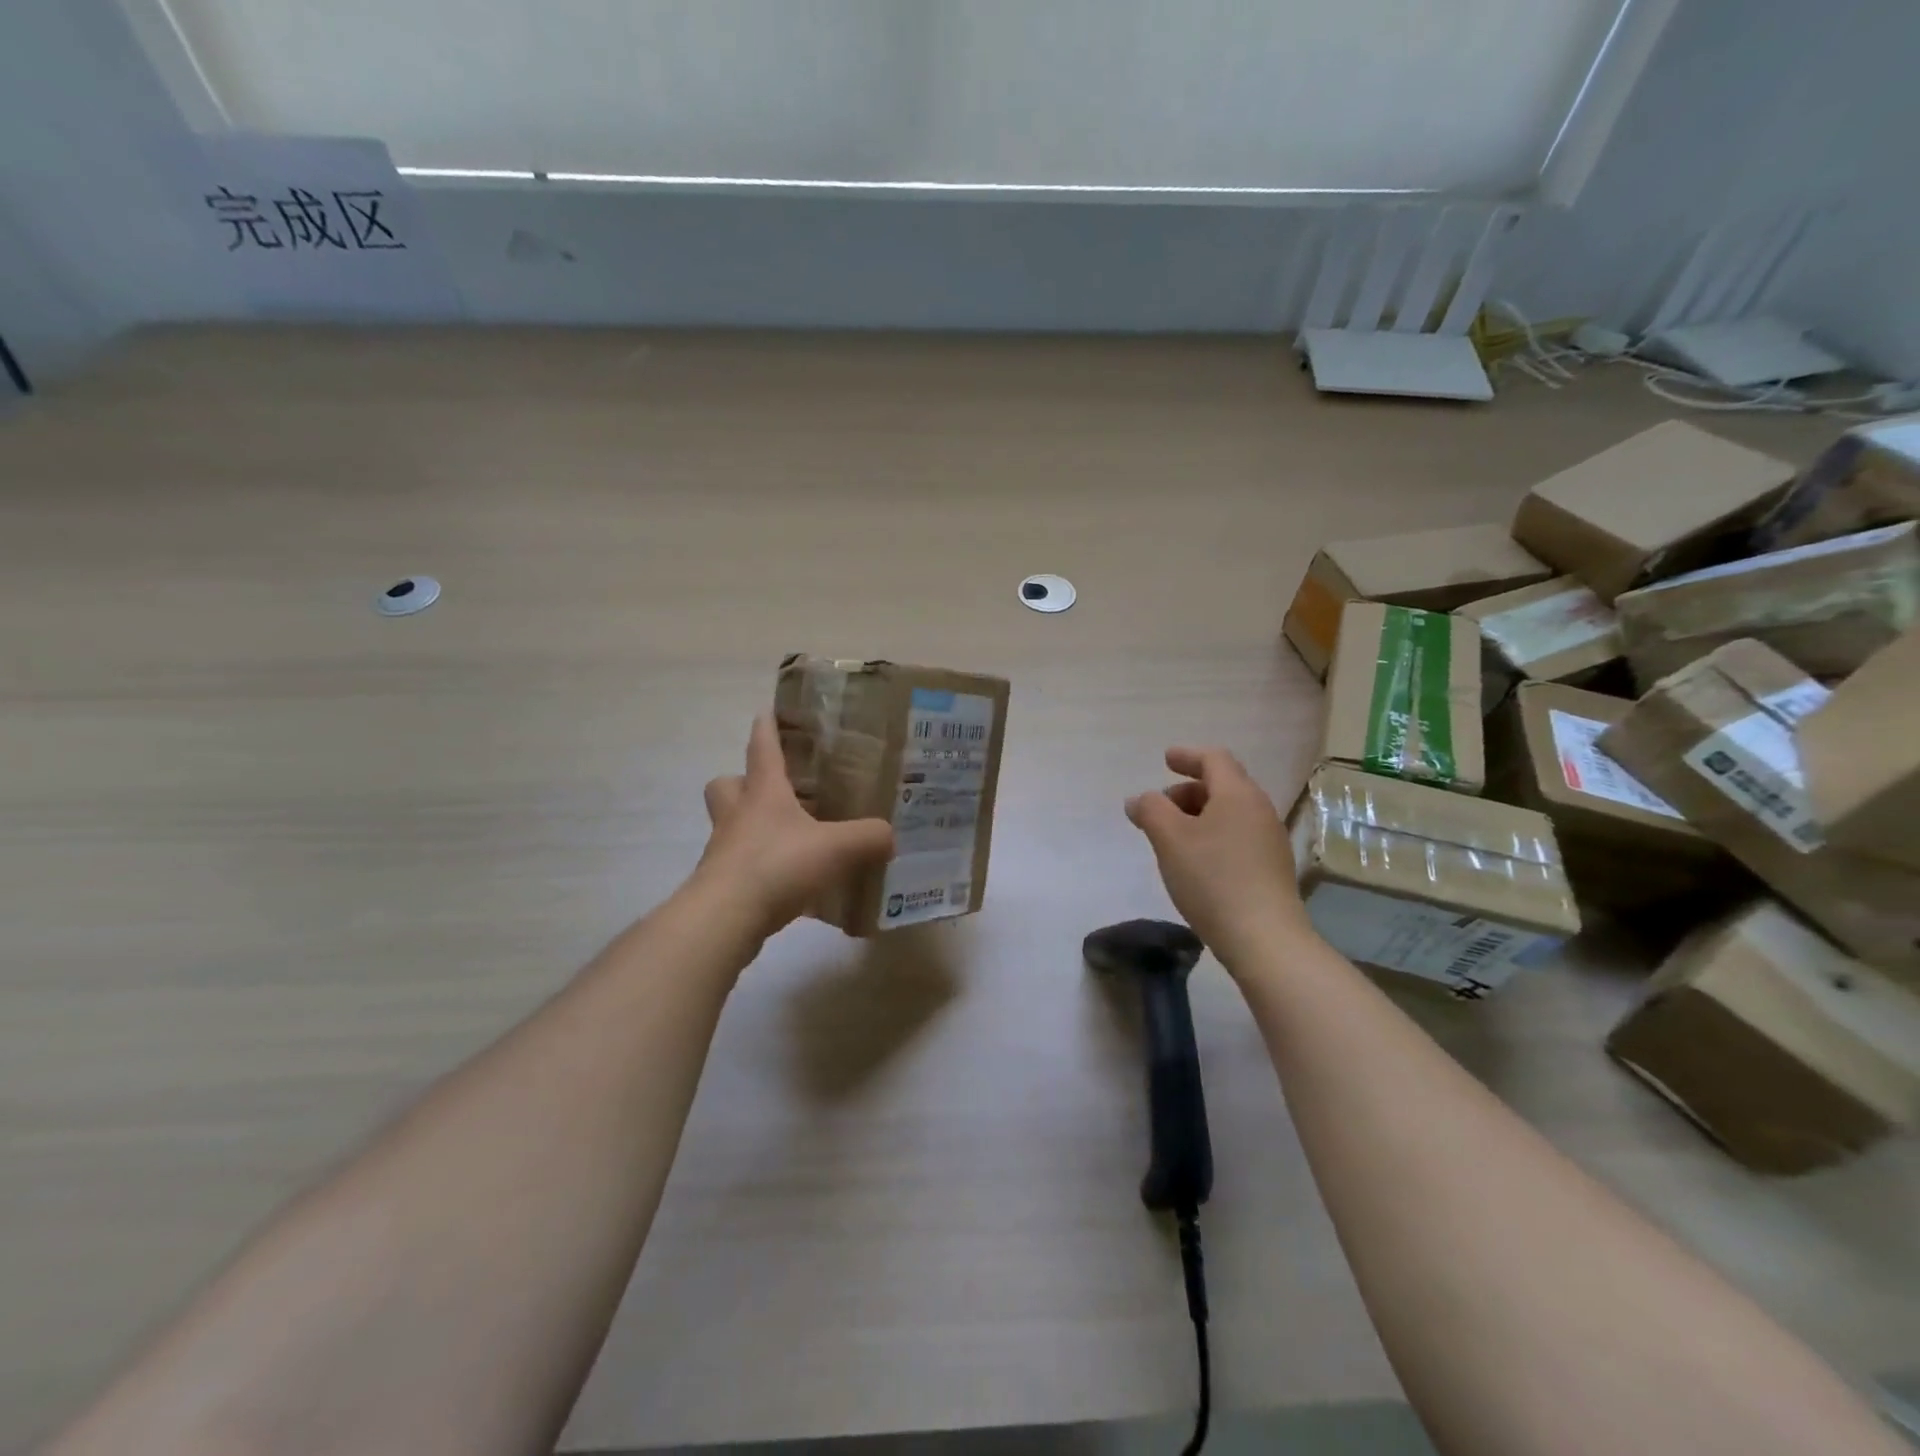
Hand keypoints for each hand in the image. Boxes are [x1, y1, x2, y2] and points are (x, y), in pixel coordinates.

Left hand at [696, 715, 895, 938]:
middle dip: (743, 781)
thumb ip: (869, 837)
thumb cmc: (778, 865)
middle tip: (774, 792)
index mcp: (763, 792)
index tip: (767, 711)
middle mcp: (738, 814)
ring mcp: (724, 849)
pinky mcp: (721, 882)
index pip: (762, 747)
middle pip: (726, 784)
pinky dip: (759, 867)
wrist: (725, 916)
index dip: (766, 727)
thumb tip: (890, 836)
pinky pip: (739, 864)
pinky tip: (787, 881)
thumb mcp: (837, 847)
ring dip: (752, 826)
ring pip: (730, 824)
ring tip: (788, 838)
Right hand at [1125, 747, 1307, 970]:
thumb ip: (1150, 810)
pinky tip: (1196, 861)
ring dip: (1199, 814)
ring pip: (1230, 812)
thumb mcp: (1170, 839)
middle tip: (1161, 806)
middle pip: (1224, 785)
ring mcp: (1270, 840)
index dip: (1187, 756)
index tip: (1165, 760)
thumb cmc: (1213, 878)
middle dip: (1189, 789)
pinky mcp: (1271, 868)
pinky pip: (1238, 836)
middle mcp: (1259, 810)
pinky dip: (1213, 835)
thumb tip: (1139, 800)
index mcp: (1238, 794)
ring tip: (1172, 837)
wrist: (1264, 938)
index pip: (1214, 759)